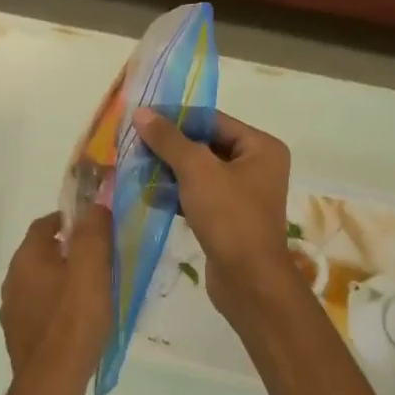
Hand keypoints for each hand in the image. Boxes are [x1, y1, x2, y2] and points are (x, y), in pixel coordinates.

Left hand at [0, 207, 113, 390]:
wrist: (51, 382)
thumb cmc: (74, 319)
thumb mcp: (92, 268)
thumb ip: (93, 232)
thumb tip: (93, 206)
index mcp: (27, 257)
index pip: (45, 223)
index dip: (70, 221)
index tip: (94, 229)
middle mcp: (12, 279)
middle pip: (41, 252)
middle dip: (68, 251)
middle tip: (98, 261)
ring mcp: (12, 309)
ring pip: (39, 281)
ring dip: (61, 279)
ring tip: (90, 292)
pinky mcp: (18, 335)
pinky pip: (39, 308)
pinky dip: (55, 306)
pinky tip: (75, 321)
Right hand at [133, 109, 297, 324]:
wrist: (249, 281)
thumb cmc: (229, 216)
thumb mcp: (196, 170)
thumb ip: (168, 139)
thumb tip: (141, 112)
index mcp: (260, 147)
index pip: (212, 120)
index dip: (176, 117)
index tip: (141, 117)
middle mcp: (256, 166)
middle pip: (205, 144)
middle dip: (169, 146)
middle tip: (134, 144)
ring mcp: (243, 194)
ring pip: (199, 172)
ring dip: (168, 170)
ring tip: (135, 168)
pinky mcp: (228, 218)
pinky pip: (198, 195)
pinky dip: (176, 193)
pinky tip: (148, 194)